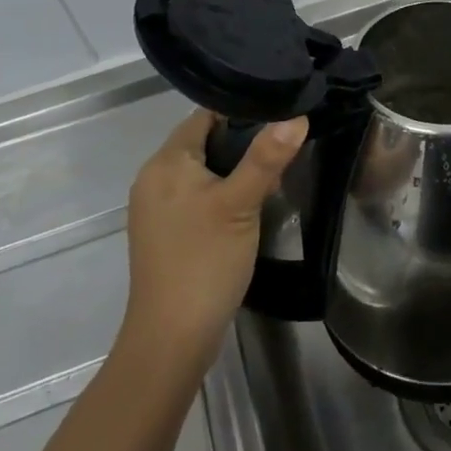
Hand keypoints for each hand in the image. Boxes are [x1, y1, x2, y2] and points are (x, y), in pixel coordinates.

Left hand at [119, 110, 308, 380]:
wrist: (171, 339)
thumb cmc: (204, 261)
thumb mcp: (241, 204)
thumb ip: (267, 157)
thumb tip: (296, 115)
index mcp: (166, 162)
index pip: (205, 115)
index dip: (242, 111)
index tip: (280, 113)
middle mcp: (153, 177)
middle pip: (203, 141)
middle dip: (242, 143)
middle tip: (283, 149)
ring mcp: (156, 207)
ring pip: (201, 170)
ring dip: (234, 170)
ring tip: (272, 177)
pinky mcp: (164, 232)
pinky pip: (195, 195)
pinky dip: (221, 193)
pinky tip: (248, 206)